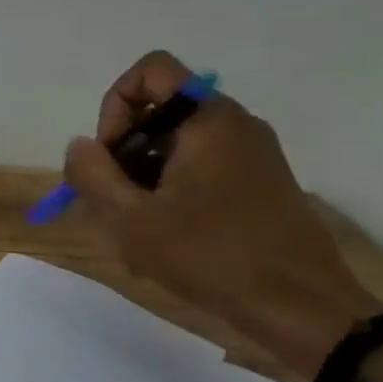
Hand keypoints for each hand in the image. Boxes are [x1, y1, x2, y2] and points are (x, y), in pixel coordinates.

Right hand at [63, 52, 382, 381]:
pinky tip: (168, 235)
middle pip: (160, 110)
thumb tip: (80, 146)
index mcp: (209, 120)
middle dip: (125, 150)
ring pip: (178, 142)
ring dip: (145, 174)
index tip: (110, 157)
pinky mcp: (261, 182)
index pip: (150, 72)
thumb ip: (92, 175)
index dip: (115, 107)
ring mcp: (253, 153)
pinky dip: (173, 187)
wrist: (302, 309)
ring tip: (140, 226)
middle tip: (116, 201)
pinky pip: (202, 165)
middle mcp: (235, 124)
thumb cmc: (211, 258)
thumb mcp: (131, 220)